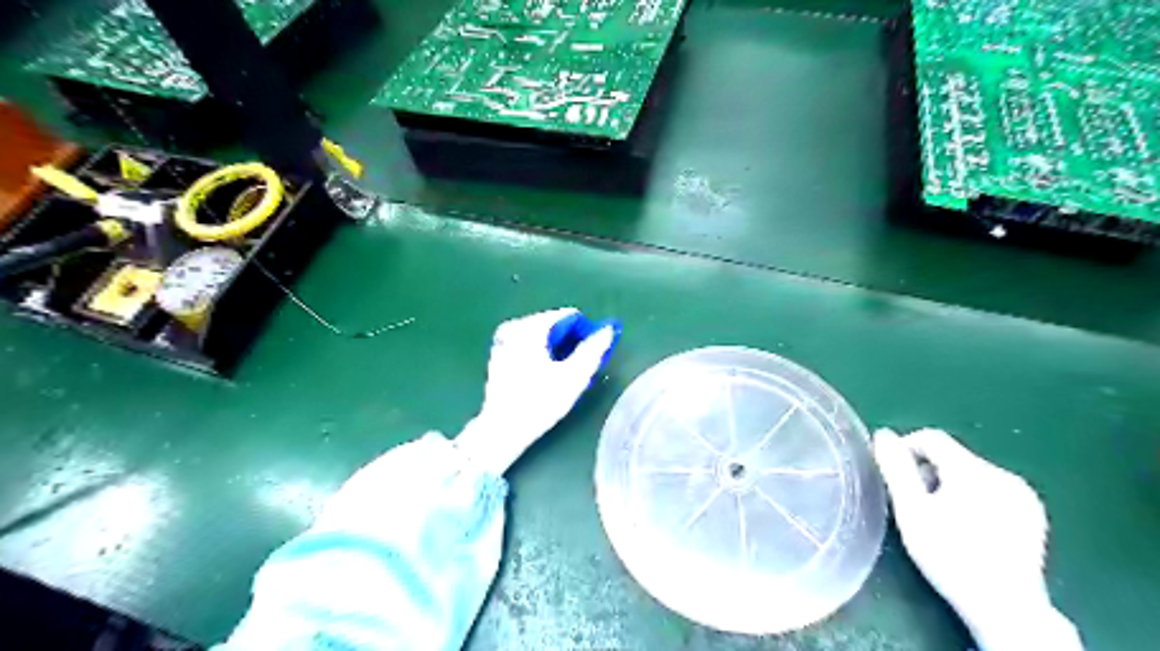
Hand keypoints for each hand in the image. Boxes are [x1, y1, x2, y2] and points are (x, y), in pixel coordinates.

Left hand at [452, 308, 621, 475]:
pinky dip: (540, 354)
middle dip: (569, 342)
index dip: (585, 333)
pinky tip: (544, 377)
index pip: (569, 316)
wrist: (502, 429)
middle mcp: (514, 327)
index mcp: (531, 327)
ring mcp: (503, 340)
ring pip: (542, 336)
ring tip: (562, 375)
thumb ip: (593, 349)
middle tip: (577, 368)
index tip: (591, 355)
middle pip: (554, 324)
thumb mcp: (574, 376)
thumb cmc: (540, 402)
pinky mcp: (498, 355)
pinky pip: (528, 345)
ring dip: (556, 349)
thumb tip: (608, 329)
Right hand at [874, 431, 1082, 648]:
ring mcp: (1023, 496)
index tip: (894, 476)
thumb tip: (883, 435)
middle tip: (915, 504)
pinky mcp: (1033, 514)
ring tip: (940, 518)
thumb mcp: (912, 511)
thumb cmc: (950, 556)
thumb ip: (896, 468)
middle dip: (928, 472)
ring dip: (949, 485)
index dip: (906, 449)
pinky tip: (968, 528)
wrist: (1006, 608)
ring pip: (972, 473)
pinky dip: (973, 498)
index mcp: (974, 470)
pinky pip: (991, 490)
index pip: (931, 438)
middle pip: (952, 456)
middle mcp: (1003, 475)